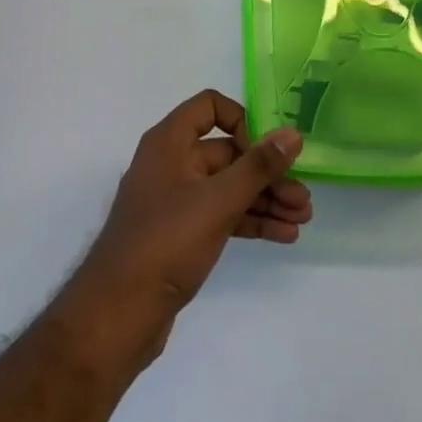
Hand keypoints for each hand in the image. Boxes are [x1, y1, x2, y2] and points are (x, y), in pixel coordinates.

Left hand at [64, 91, 309, 364]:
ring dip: (265, 199)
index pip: (210, 106)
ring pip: (229, 187)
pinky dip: (250, 221)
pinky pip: (222, 214)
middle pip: (227, 153)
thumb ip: (258, 167)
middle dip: (267, 173)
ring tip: (302, 218)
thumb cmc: (166, 243)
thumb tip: (293, 134)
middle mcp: (172, 163)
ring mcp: (176, 200)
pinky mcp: (181, 234)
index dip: (242, 121)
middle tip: (303, 197)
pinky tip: (284, 234)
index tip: (266, 151)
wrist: (118, 315)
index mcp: (170, 142)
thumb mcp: (217, 201)